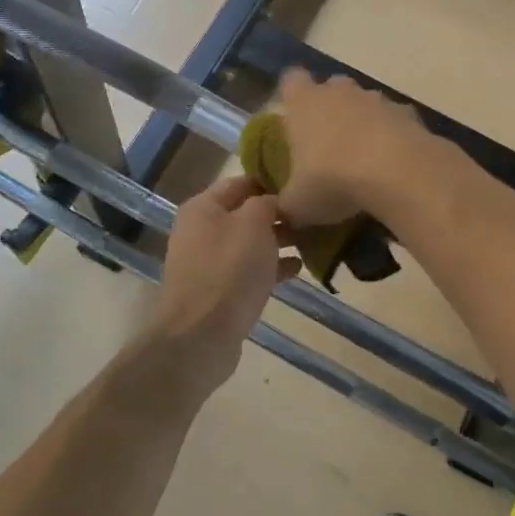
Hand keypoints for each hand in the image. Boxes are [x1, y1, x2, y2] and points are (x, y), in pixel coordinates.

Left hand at [145, 174, 299, 397]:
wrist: (201, 335)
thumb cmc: (229, 269)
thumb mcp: (253, 224)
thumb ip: (266, 203)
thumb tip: (274, 199)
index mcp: (203, 207)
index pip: (240, 181)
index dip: (270, 180)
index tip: (301, 183)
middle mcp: (201, 230)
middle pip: (245, 213)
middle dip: (278, 213)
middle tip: (313, 214)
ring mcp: (208, 262)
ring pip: (249, 243)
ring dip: (278, 241)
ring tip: (312, 240)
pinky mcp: (219, 291)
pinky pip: (249, 270)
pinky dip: (271, 267)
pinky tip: (298, 268)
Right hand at [275, 69, 435, 227]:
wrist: (395, 172)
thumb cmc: (331, 180)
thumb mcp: (297, 204)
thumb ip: (286, 204)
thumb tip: (280, 213)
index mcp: (304, 103)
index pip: (291, 80)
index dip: (292, 95)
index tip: (293, 117)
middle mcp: (339, 91)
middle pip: (332, 87)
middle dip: (330, 108)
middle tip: (328, 142)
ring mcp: (376, 99)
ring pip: (365, 102)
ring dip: (364, 122)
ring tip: (364, 158)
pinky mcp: (408, 112)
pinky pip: (395, 120)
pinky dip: (393, 136)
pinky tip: (393, 164)